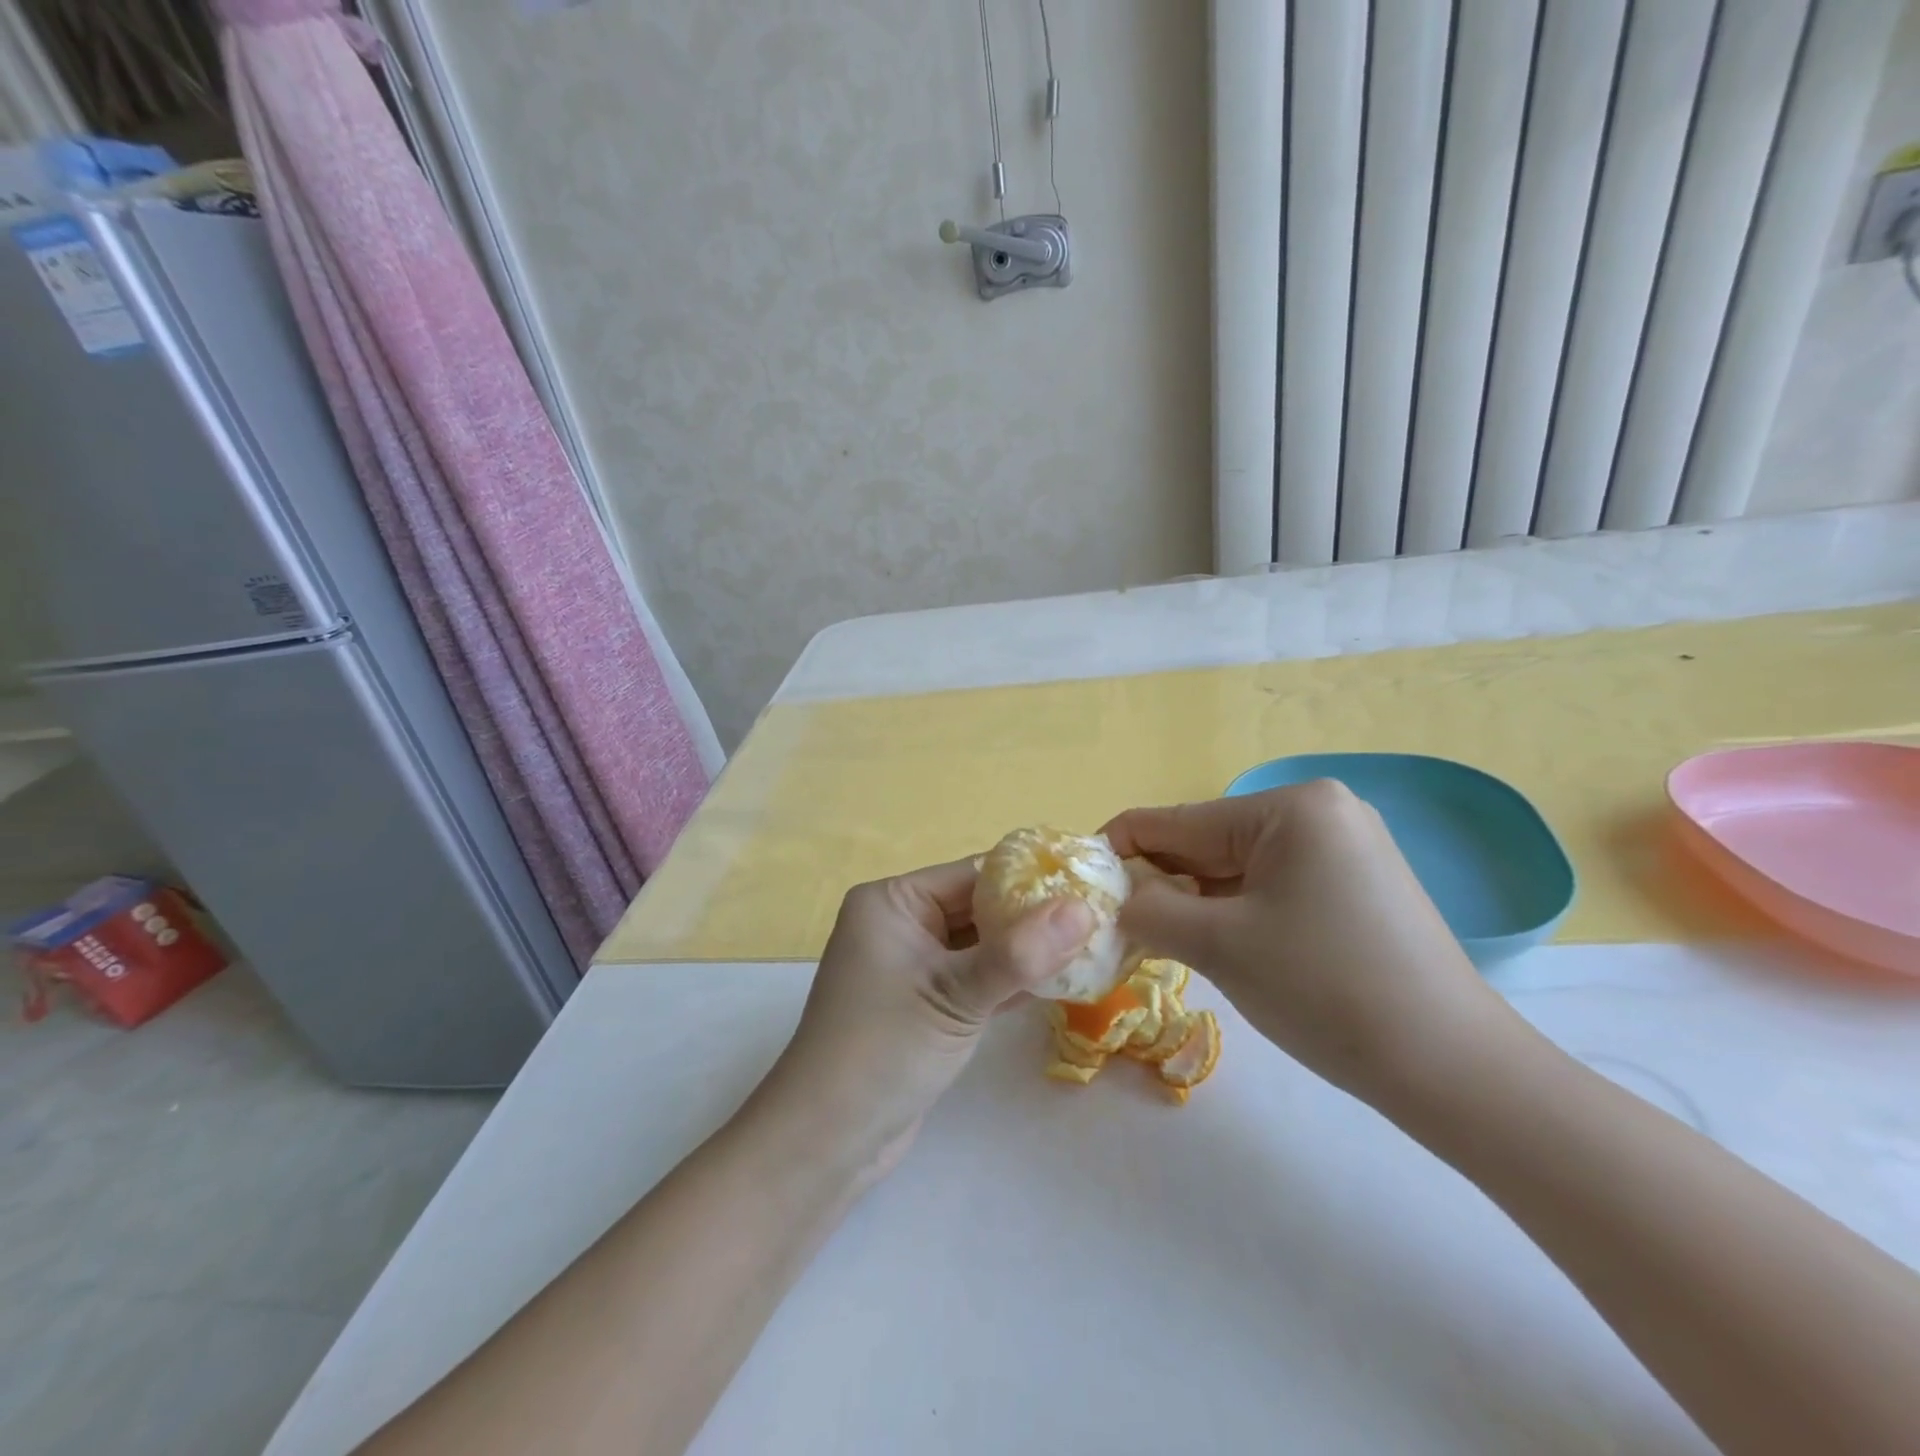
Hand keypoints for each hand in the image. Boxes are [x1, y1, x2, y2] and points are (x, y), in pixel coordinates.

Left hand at [754, 859, 1094, 1181]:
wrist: (827, 1141)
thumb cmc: (883, 1050)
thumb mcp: (955, 996)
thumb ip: (1021, 954)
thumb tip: (1085, 909)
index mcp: (893, 901)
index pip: (973, 875)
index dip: (1031, 879)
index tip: (1090, 887)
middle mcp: (900, 923)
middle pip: (979, 908)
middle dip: (1034, 918)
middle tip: (1099, 922)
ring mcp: (912, 965)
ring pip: (981, 946)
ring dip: (1026, 952)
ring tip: (1091, 949)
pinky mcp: (925, 1003)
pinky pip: (975, 978)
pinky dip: (1010, 981)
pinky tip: (1059, 984)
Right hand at [1102, 782, 1521, 1109]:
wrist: (1453, 1070)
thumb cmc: (1326, 990)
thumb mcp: (1220, 945)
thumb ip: (1150, 910)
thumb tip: (1111, 897)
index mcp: (1291, 807)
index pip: (1178, 820)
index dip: (1120, 848)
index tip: (1078, 881)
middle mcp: (1320, 811)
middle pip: (1208, 842)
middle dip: (1160, 882)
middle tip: (1114, 923)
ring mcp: (1343, 847)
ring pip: (1237, 867)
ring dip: (1194, 901)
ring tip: (1155, 939)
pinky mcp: (1354, 883)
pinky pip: (1271, 885)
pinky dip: (1233, 911)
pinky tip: (1212, 943)